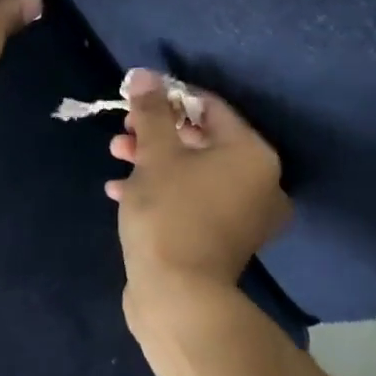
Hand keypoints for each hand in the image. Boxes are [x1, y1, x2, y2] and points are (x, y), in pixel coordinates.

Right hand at [108, 69, 291, 313]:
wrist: (178, 300)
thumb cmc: (170, 213)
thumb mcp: (156, 154)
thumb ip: (151, 111)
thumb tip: (145, 75)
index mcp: (252, 154)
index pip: (210, 107)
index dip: (169, 97)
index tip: (136, 98)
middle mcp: (259, 182)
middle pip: (202, 140)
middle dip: (157, 132)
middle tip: (124, 131)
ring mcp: (244, 216)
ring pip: (194, 171)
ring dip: (154, 160)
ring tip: (115, 157)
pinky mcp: (224, 240)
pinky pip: (193, 200)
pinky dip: (163, 191)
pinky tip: (121, 191)